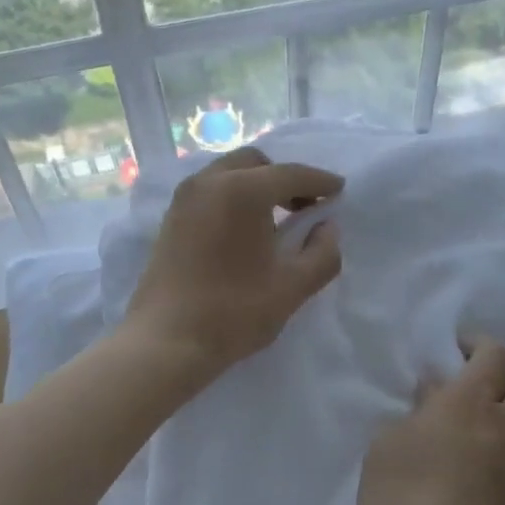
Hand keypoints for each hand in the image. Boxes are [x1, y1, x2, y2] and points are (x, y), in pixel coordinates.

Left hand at [125, 147, 342, 381]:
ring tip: (275, 221)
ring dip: (256, 186)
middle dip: (284, 179)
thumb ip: (322, 253)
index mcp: (243, 190)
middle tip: (305, 207)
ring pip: (228, 174)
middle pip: (255, 164)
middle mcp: (210, 181)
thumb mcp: (292, 287)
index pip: (291, 174)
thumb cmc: (234, 312)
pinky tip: (243, 231)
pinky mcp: (170, 218)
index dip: (319, 181)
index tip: (338, 190)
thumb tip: (327, 227)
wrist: (166, 341)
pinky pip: (209, 191)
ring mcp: (185, 198)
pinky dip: (232, 197)